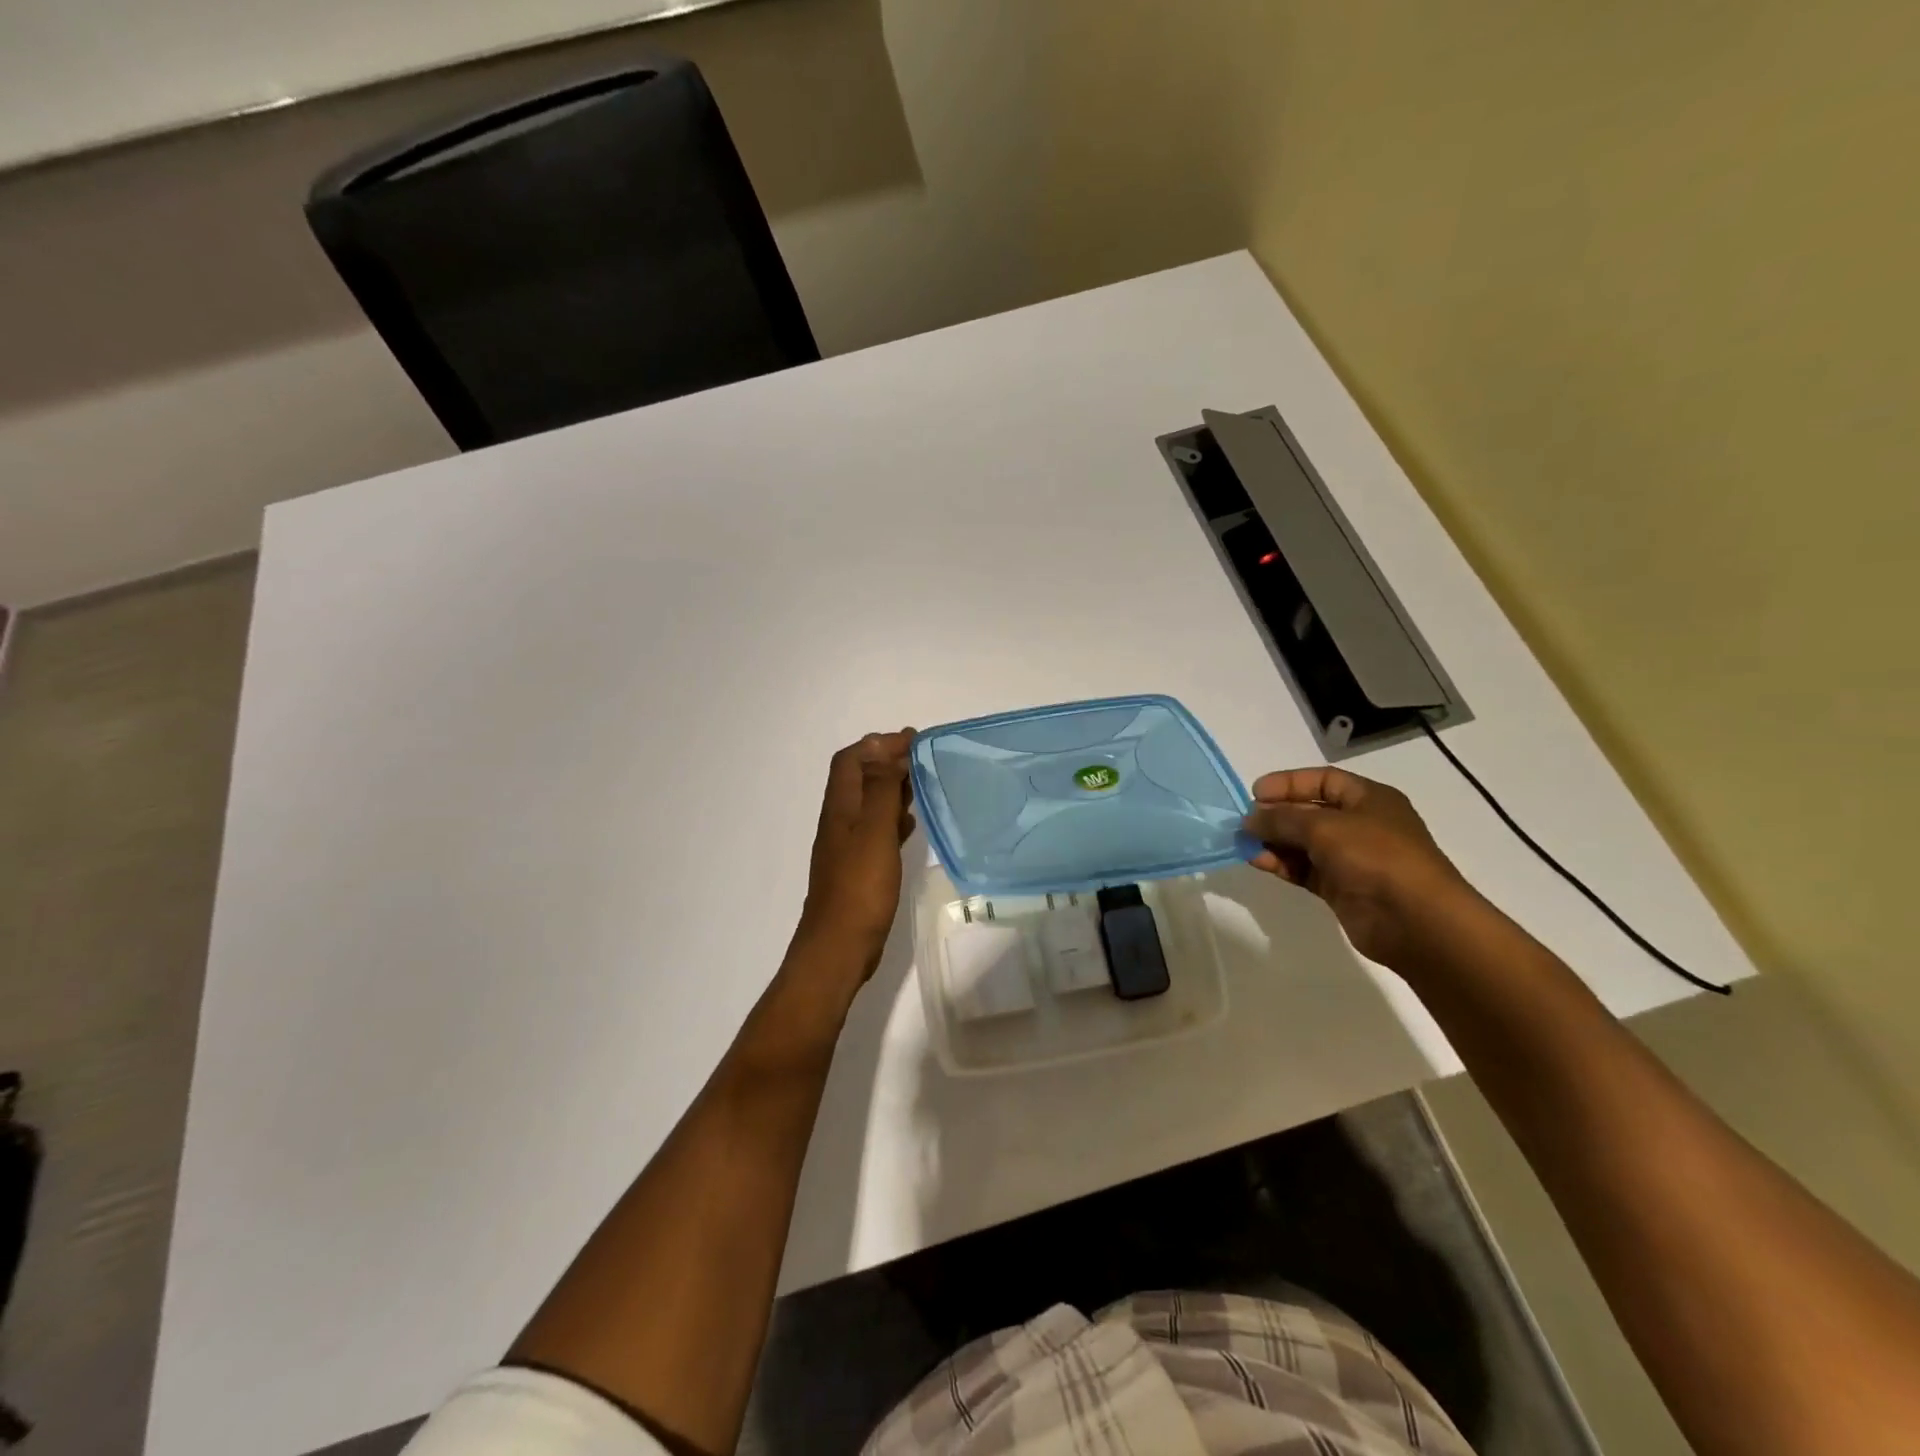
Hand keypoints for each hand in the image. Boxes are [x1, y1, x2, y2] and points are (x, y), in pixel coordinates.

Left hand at [793, 730, 916, 982]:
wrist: (838, 947)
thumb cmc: (859, 888)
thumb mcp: (874, 832)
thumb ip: (881, 790)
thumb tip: (885, 750)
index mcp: (840, 807)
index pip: (851, 759)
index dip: (878, 744)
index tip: (912, 740)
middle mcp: (839, 821)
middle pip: (858, 778)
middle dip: (886, 761)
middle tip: (920, 758)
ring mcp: (847, 846)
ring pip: (868, 803)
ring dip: (890, 788)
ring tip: (921, 785)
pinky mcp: (858, 868)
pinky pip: (875, 830)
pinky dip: (892, 818)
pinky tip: (910, 826)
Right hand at [1243, 766, 1477, 971]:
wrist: (1415, 920)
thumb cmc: (1375, 857)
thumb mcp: (1324, 827)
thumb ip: (1282, 818)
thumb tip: (1250, 819)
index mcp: (1369, 799)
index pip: (1323, 780)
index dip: (1289, 783)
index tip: (1255, 793)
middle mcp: (1361, 825)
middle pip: (1310, 812)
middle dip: (1277, 814)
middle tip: (1244, 822)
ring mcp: (1351, 858)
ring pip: (1304, 843)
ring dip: (1274, 841)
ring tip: (1245, 844)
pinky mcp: (1341, 888)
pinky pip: (1304, 869)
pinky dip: (1282, 864)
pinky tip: (1259, 862)